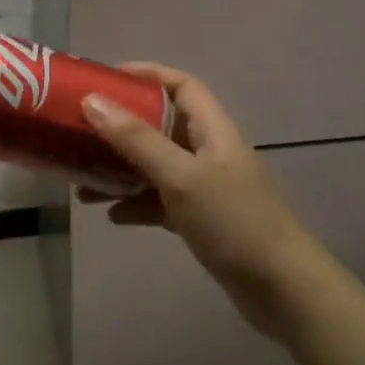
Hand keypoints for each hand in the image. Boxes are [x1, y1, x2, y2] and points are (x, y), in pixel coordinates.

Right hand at [80, 64, 326, 340]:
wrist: (283, 289)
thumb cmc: (234, 221)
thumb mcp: (181, 176)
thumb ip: (136, 139)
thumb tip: (92, 100)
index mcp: (213, 130)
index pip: (181, 86)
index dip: (146, 75)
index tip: (105, 78)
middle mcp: (208, 152)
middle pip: (160, 126)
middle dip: (120, 128)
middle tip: (81, 132)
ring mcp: (206, 188)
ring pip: (155, 167)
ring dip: (121, 171)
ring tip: (83, 182)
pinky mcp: (201, 221)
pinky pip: (160, 202)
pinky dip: (136, 205)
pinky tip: (112, 216)